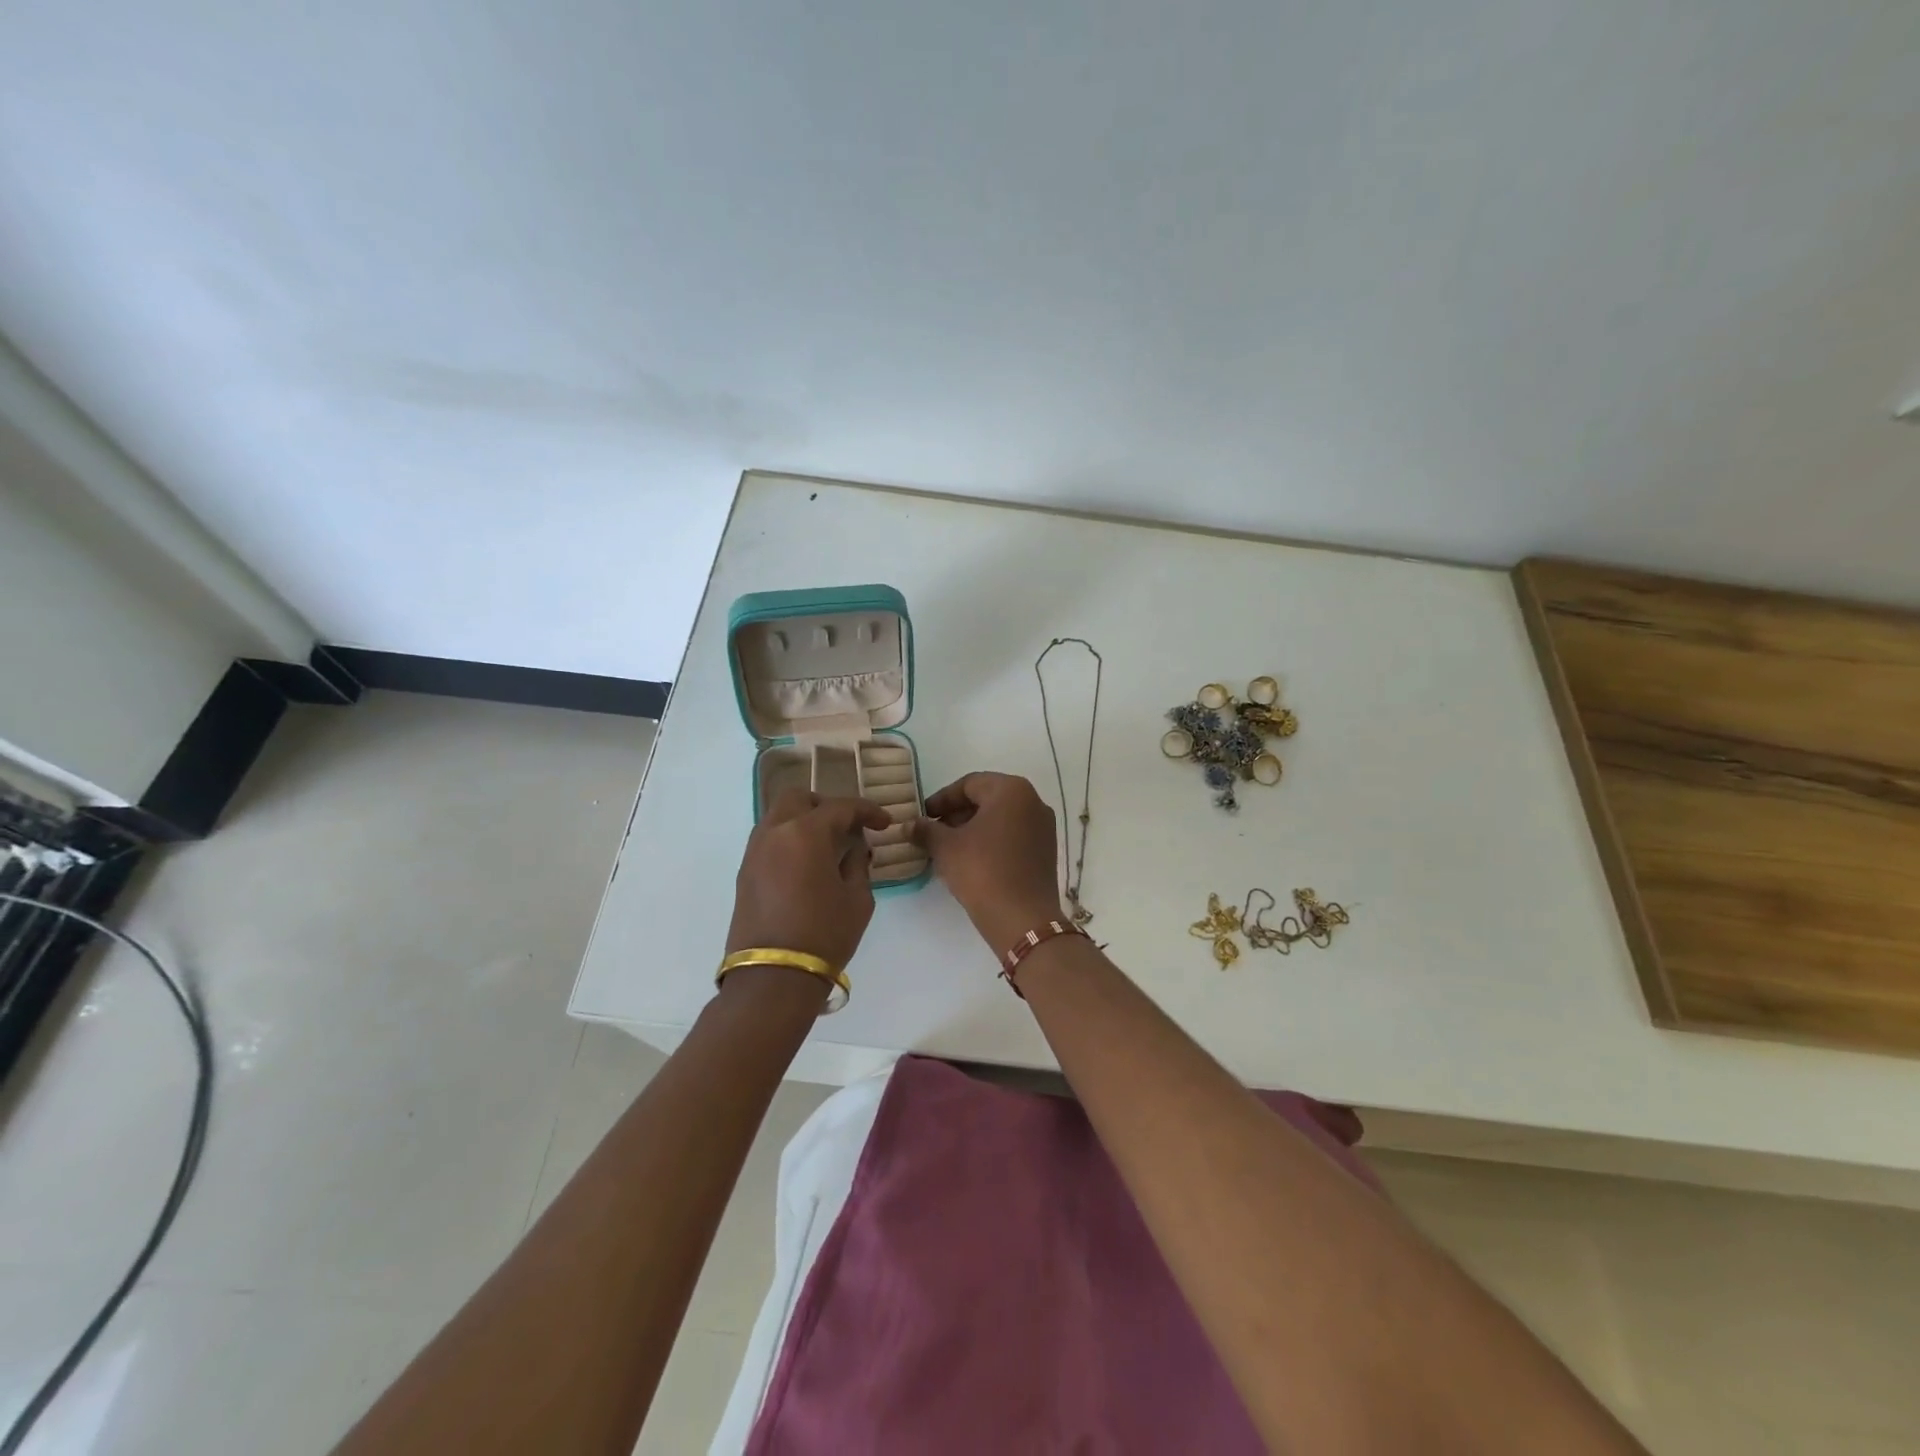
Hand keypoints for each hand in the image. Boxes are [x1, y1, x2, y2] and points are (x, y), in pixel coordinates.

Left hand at [726, 789, 891, 971]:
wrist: (773, 978)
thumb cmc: (825, 935)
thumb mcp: (857, 899)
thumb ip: (857, 864)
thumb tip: (854, 848)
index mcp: (806, 833)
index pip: (841, 808)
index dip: (866, 811)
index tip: (884, 822)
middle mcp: (775, 832)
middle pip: (799, 798)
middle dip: (826, 805)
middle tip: (848, 825)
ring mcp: (755, 852)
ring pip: (778, 816)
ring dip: (803, 820)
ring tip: (827, 844)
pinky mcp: (744, 873)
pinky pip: (768, 840)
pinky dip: (788, 839)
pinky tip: (806, 862)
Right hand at [913, 772, 1065, 950]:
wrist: (1023, 919)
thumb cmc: (982, 871)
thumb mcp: (946, 848)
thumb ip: (926, 830)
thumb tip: (909, 825)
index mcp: (1011, 790)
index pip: (969, 784)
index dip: (942, 799)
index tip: (923, 816)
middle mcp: (1033, 801)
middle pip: (987, 798)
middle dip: (957, 814)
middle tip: (933, 832)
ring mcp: (1043, 826)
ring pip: (1000, 818)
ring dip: (973, 828)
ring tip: (949, 848)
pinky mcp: (1046, 850)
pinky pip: (1013, 835)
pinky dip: (992, 840)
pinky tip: (972, 860)